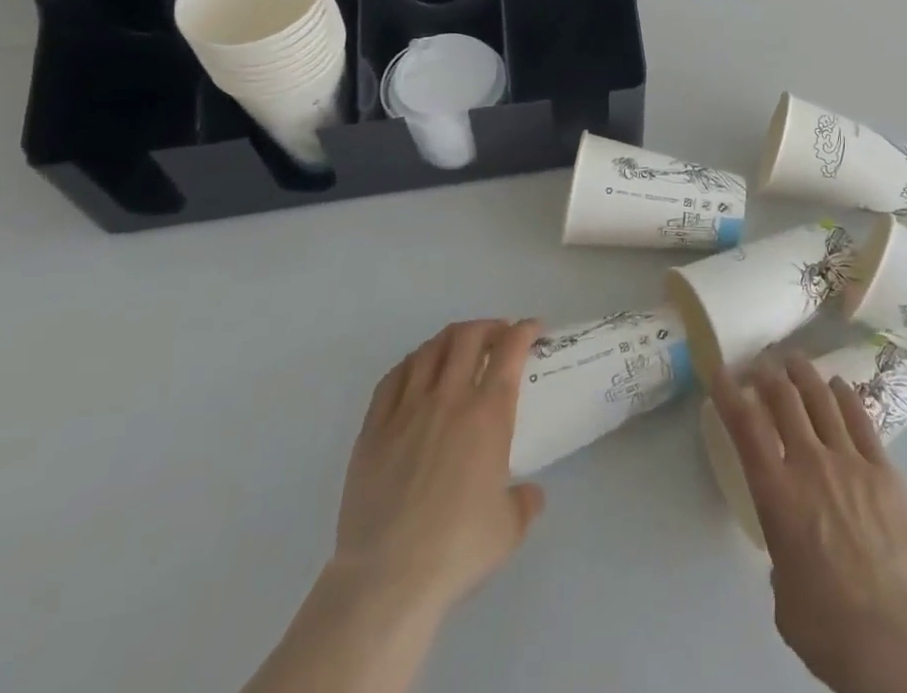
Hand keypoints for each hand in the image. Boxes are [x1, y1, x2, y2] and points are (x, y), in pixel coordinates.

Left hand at [333, 318, 545, 612]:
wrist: (387, 579)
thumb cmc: (457, 549)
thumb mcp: (508, 528)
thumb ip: (525, 502)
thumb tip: (530, 494)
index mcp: (488, 413)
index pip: (510, 350)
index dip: (524, 330)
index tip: (533, 329)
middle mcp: (449, 399)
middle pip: (468, 337)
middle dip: (488, 327)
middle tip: (498, 336)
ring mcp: (407, 411)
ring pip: (429, 350)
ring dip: (450, 339)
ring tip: (458, 348)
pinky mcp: (372, 430)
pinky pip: (392, 379)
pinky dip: (411, 364)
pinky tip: (416, 371)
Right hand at [709, 353, 906, 692]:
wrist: (893, 637)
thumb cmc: (827, 626)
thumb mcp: (783, 591)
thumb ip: (781, 551)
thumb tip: (792, 545)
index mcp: (777, 494)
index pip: (746, 427)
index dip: (729, 393)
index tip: (720, 371)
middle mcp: (810, 464)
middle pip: (784, 399)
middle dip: (767, 375)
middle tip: (760, 365)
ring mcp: (850, 461)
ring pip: (822, 399)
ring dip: (804, 374)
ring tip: (794, 361)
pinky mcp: (884, 469)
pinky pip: (861, 420)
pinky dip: (845, 396)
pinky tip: (839, 385)